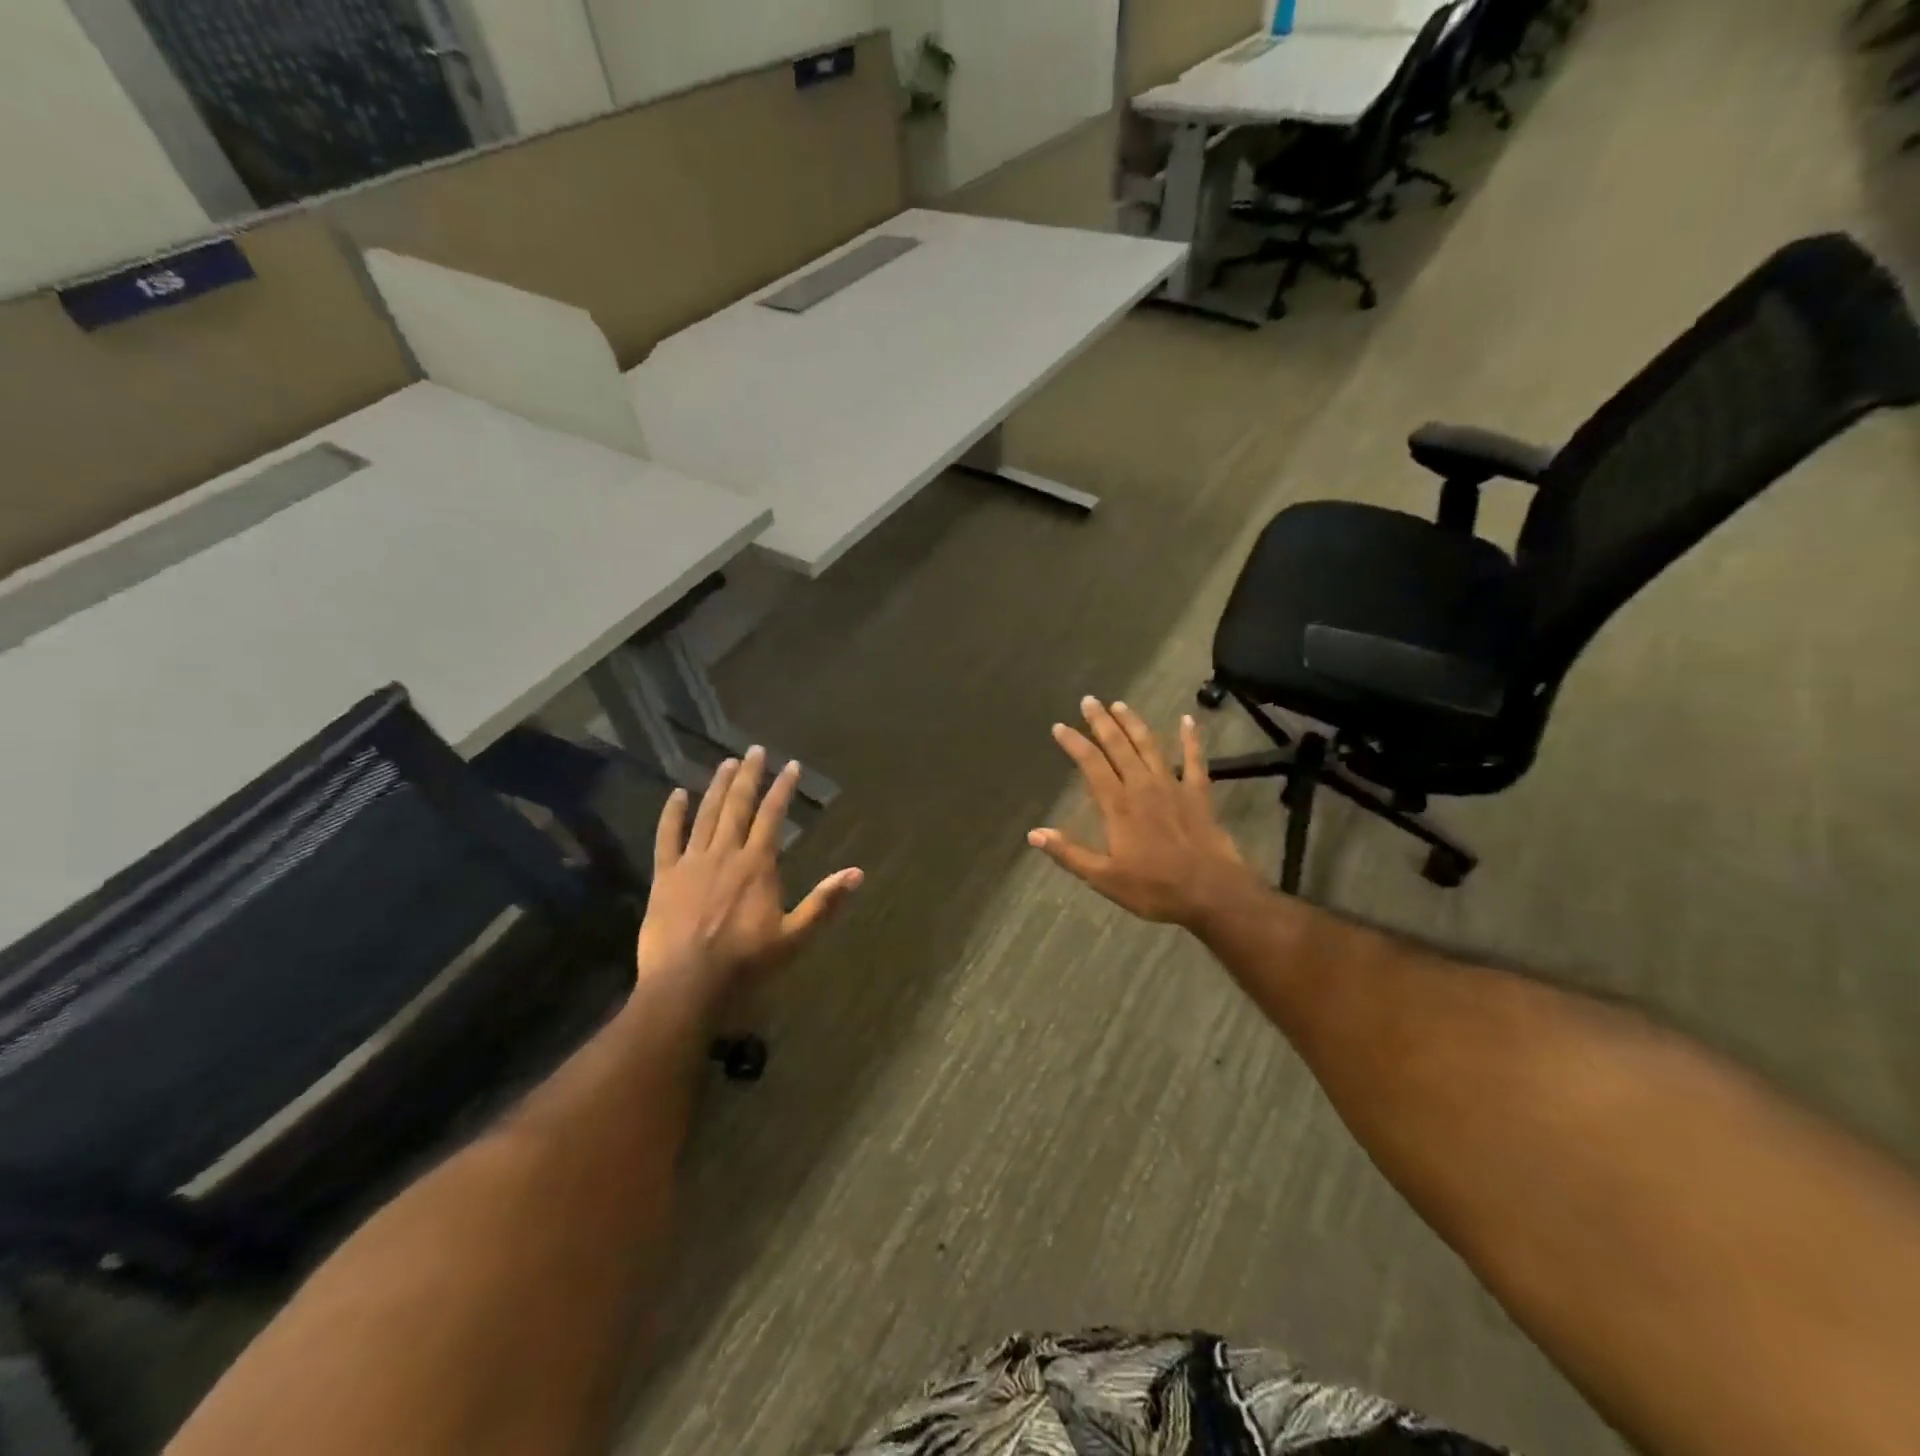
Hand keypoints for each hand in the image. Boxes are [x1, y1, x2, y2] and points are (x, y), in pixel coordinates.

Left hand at [636, 747, 862, 1004]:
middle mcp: (725, 854)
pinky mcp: (665, 877)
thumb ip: (824, 903)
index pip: (772, 816)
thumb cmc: (745, 964)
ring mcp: (692, 863)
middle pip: (738, 806)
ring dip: (717, 786)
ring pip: (706, 815)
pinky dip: (672, 814)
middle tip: (755, 750)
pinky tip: (677, 794)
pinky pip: (667, 838)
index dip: (782, 789)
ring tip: (727, 762)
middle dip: (749, 776)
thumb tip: (857, 873)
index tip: (790, 765)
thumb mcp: (794, 937)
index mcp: (757, 865)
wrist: (686, 986)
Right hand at [1029, 698, 1261, 930]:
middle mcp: (1143, 787)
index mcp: (1118, 805)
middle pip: (1119, 746)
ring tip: (1120, 704)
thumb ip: (1069, 853)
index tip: (1060, 726)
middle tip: (1089, 700)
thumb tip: (1034, 834)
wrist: (1212, 893)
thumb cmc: (1154, 888)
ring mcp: (1173, 787)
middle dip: (1101, 722)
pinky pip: (1194, 760)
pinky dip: (1191, 739)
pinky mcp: (1199, 794)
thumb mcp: (1104, 877)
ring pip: (1150, 746)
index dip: (1074, 743)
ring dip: (1134, 723)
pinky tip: (1188, 720)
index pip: (1091, 765)